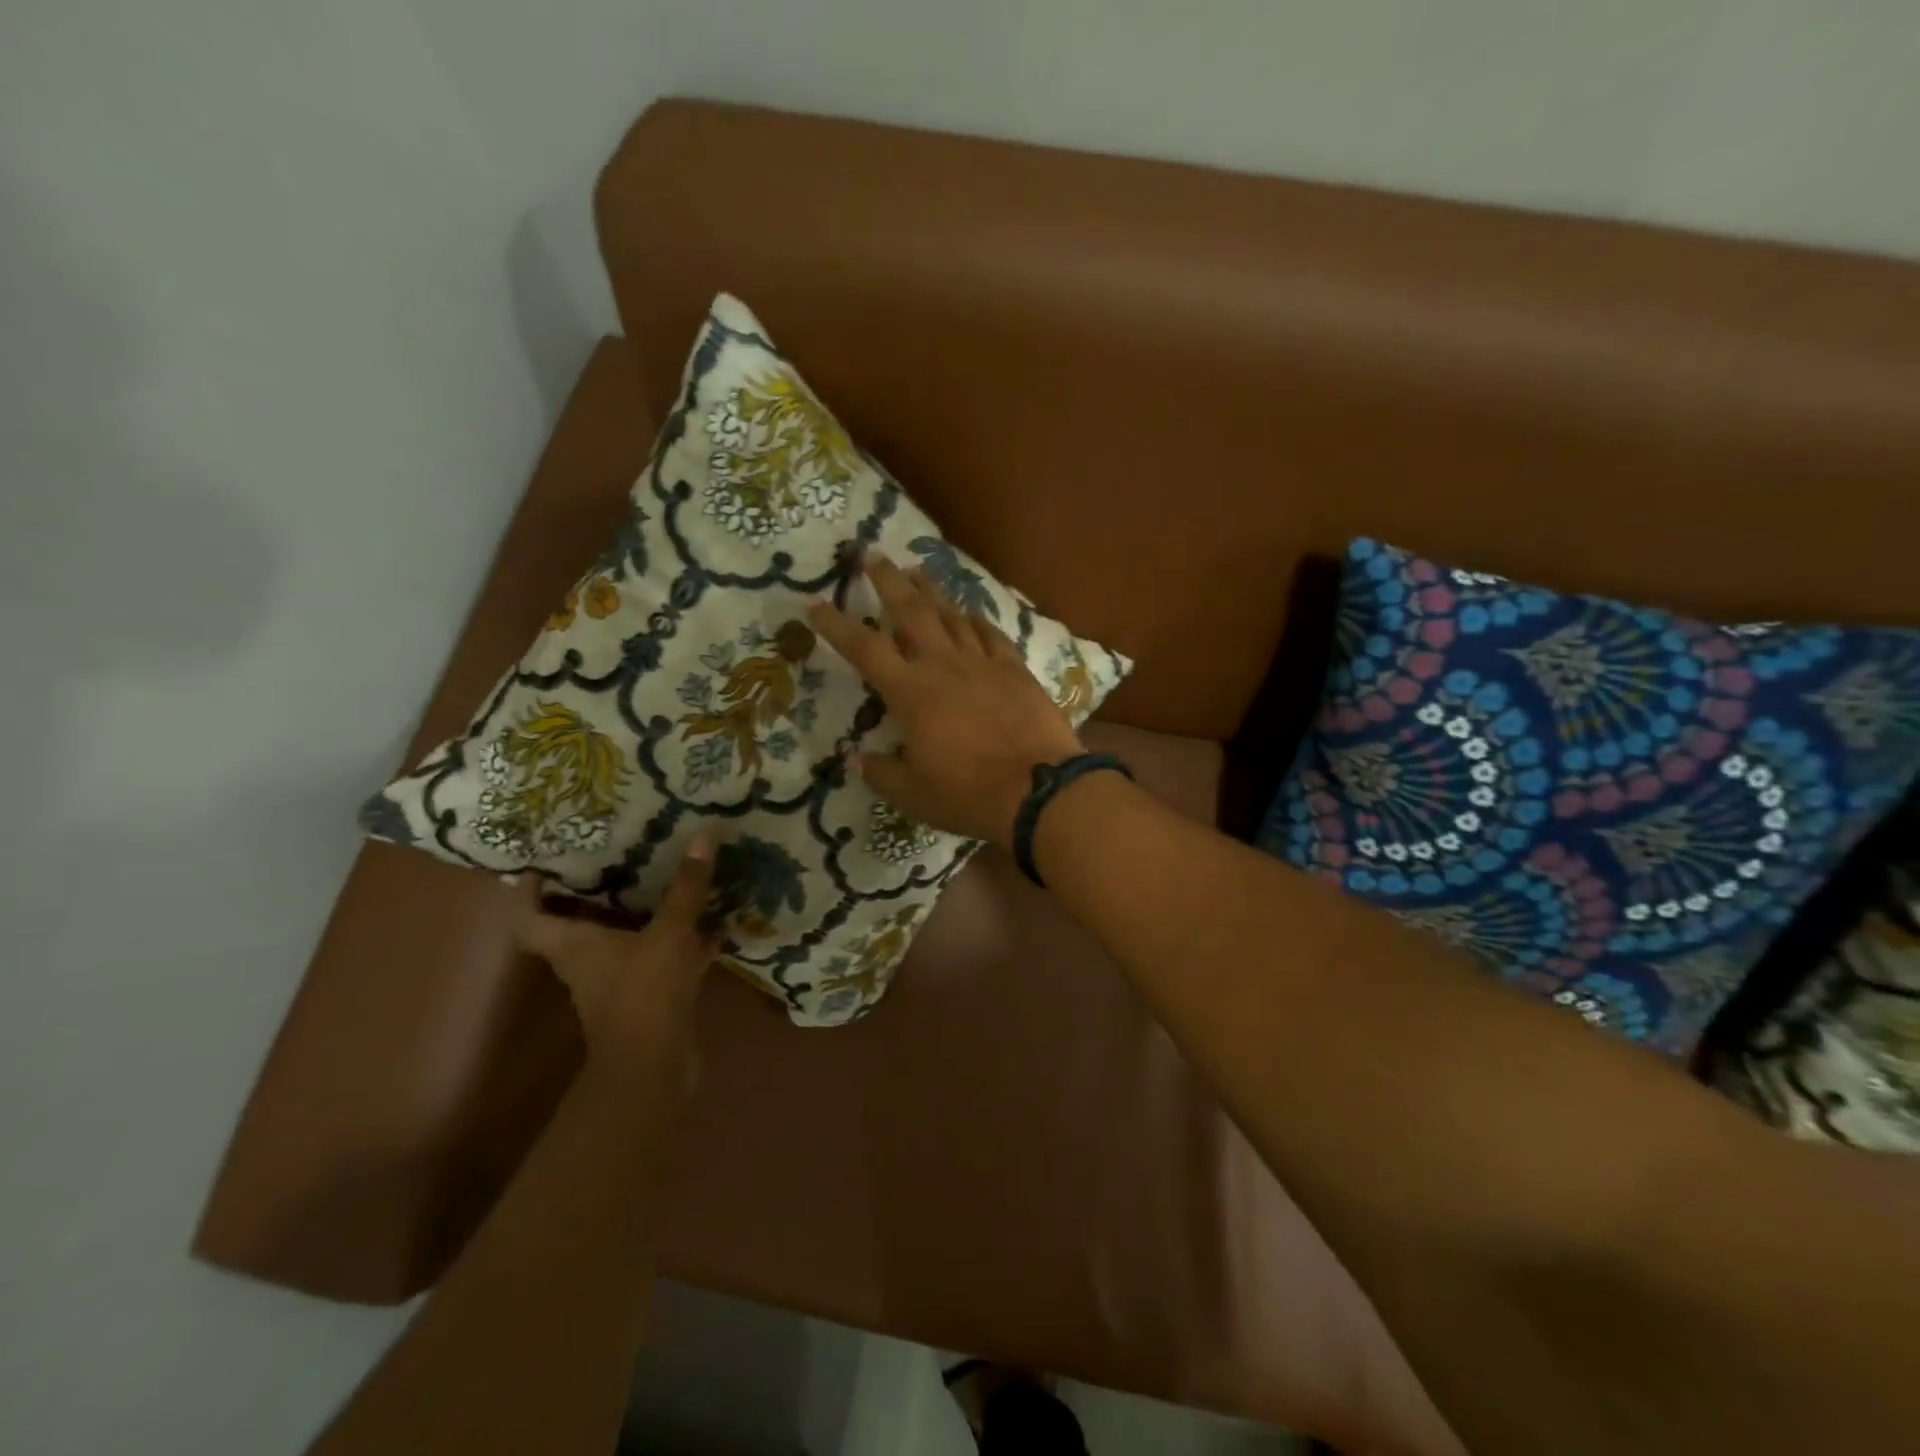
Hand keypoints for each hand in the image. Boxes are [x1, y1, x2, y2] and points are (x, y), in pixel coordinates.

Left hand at [518, 838, 718, 1079]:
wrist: (655, 1067)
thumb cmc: (646, 993)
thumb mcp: (670, 932)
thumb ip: (687, 887)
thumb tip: (703, 832)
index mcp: (574, 945)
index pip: (530, 917)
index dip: (529, 891)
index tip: (546, 861)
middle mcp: (587, 962)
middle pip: (575, 923)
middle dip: (592, 891)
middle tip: (615, 854)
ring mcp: (617, 982)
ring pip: (620, 939)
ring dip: (637, 914)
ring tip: (662, 878)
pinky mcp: (648, 996)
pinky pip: (657, 957)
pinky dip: (676, 940)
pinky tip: (708, 921)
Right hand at [807, 553, 1082, 848]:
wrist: (1040, 791)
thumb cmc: (969, 794)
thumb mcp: (914, 794)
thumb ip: (882, 772)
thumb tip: (856, 758)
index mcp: (911, 693)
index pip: (864, 649)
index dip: (836, 625)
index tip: (815, 604)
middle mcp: (943, 666)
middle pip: (911, 611)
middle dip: (888, 581)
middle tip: (873, 555)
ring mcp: (982, 663)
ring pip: (951, 615)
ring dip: (931, 590)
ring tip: (917, 570)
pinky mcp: (1015, 669)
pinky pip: (991, 634)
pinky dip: (976, 619)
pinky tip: (970, 611)